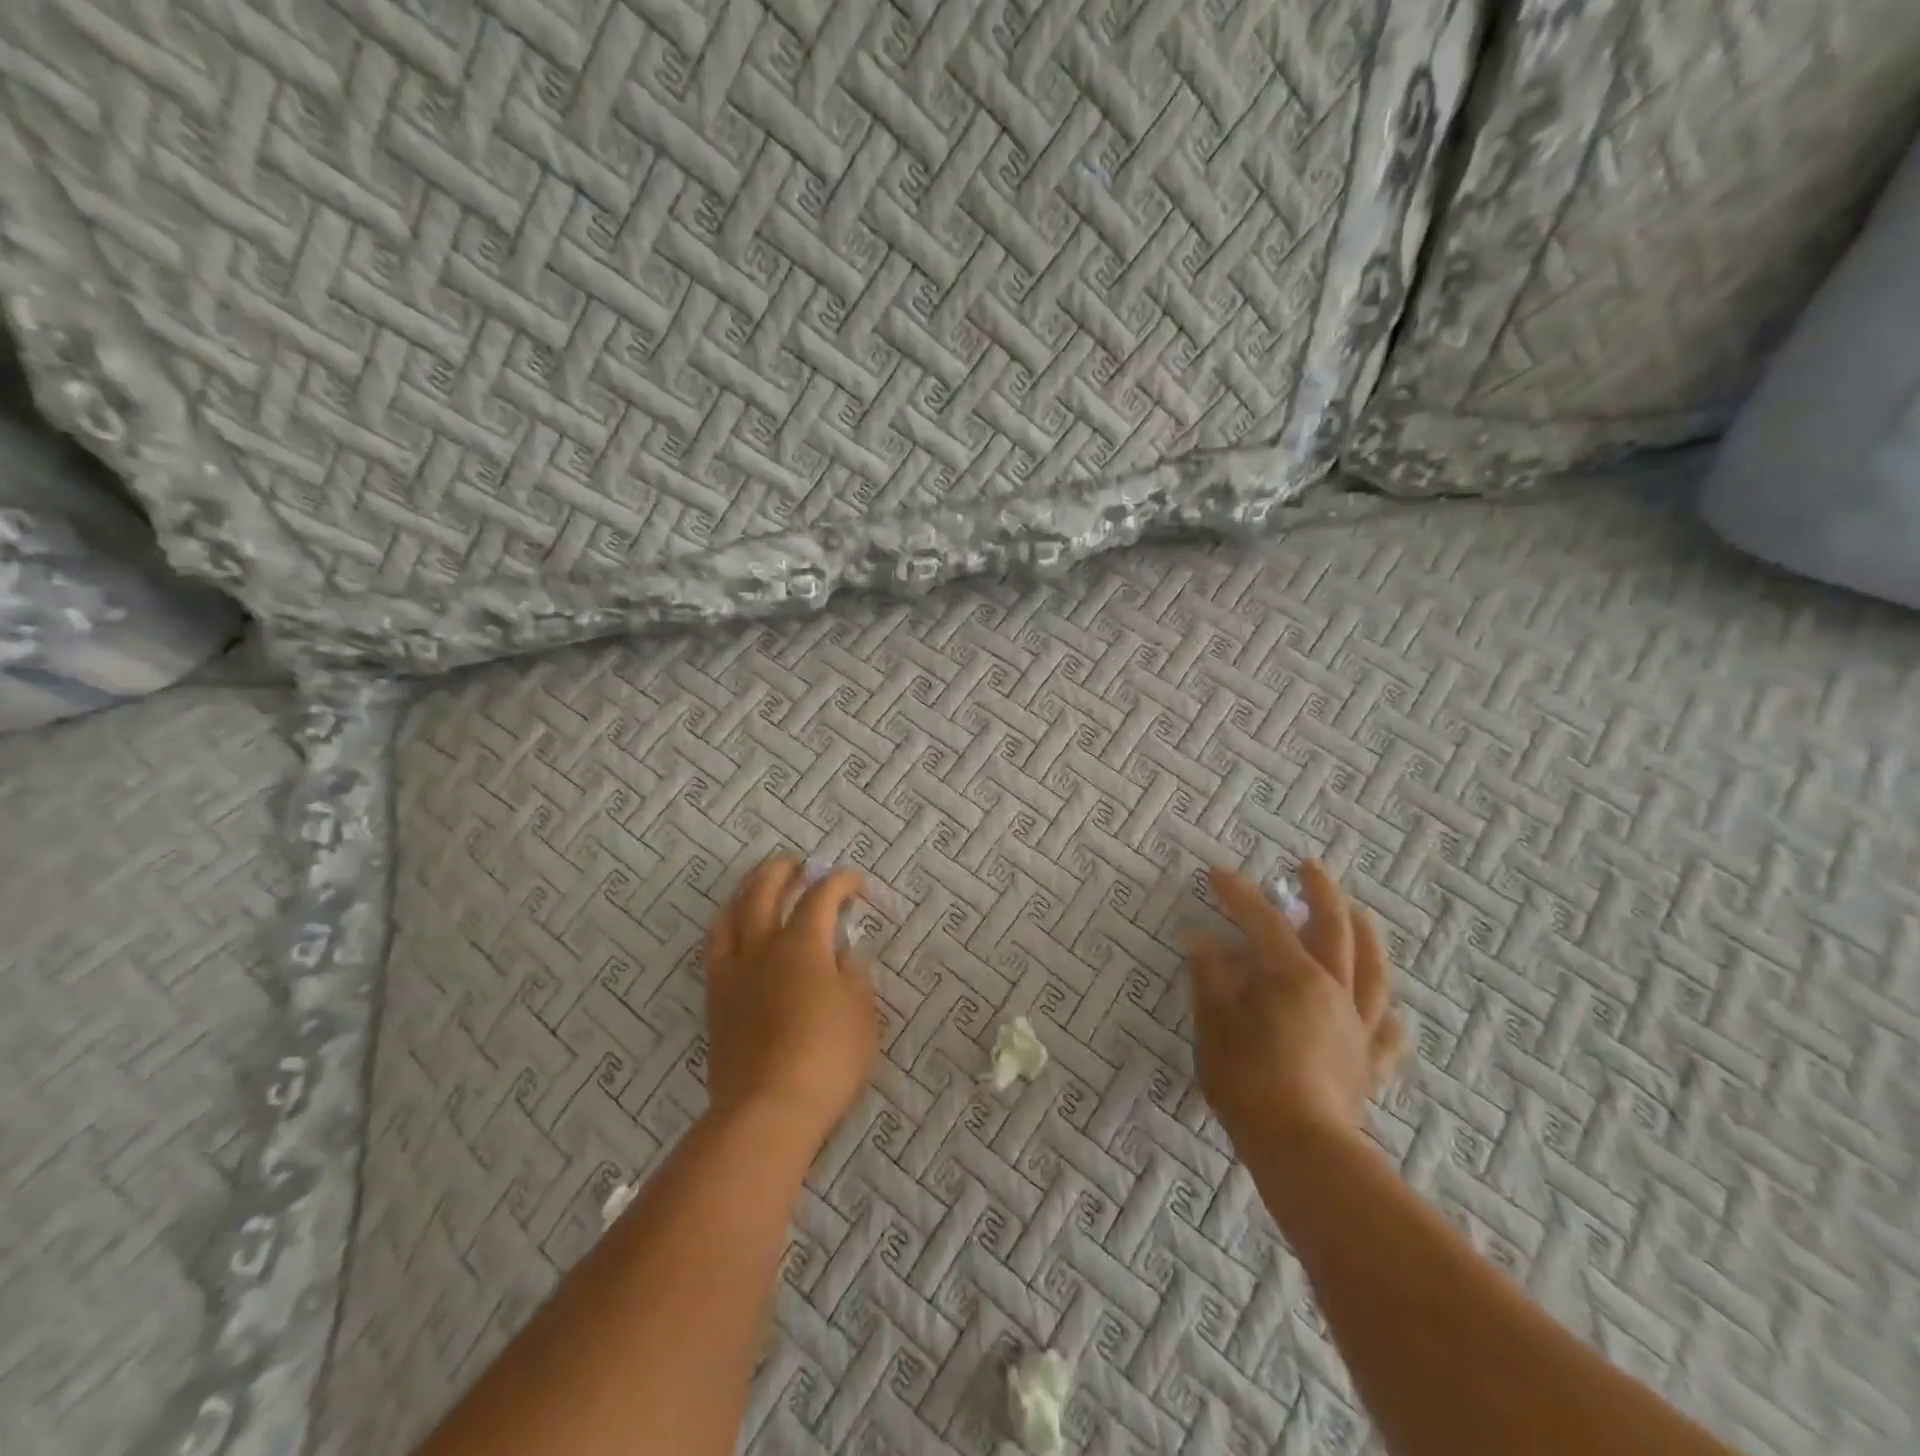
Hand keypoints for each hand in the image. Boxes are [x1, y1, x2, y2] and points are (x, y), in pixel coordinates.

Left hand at [702, 855, 878, 1147]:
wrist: (767, 1111)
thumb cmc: (827, 1059)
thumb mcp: (862, 1014)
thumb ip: (854, 976)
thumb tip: (843, 956)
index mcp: (802, 945)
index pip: (820, 896)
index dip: (838, 881)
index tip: (853, 881)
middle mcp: (762, 948)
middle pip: (764, 891)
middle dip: (782, 871)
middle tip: (797, 866)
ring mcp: (733, 973)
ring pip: (730, 915)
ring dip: (746, 892)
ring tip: (758, 888)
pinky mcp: (715, 1001)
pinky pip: (715, 950)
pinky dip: (728, 928)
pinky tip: (737, 935)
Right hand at [1186, 861, 1403, 1152]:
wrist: (1303, 1151)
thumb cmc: (1249, 1082)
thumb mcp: (1214, 1025)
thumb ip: (1210, 978)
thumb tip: (1199, 939)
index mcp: (1292, 977)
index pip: (1263, 921)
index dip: (1239, 894)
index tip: (1217, 874)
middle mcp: (1333, 991)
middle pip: (1334, 930)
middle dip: (1321, 893)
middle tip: (1309, 867)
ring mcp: (1357, 1027)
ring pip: (1372, 971)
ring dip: (1365, 935)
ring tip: (1359, 914)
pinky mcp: (1368, 1064)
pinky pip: (1386, 1032)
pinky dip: (1385, 1013)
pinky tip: (1388, 1010)